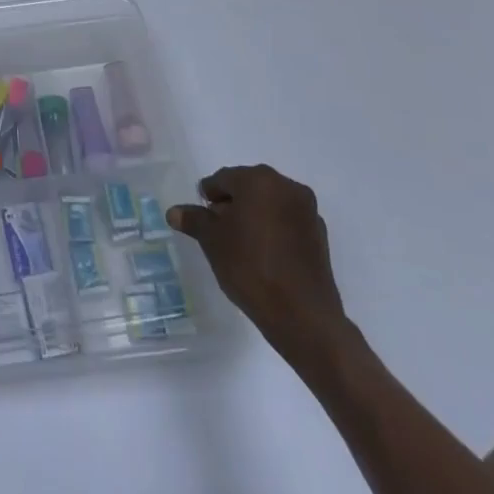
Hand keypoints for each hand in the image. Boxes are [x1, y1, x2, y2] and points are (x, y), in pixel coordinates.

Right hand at [167, 165, 354, 368]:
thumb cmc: (249, 266)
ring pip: (270, 203)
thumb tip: (174, 212)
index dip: (208, 196)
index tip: (201, 217)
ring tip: (240, 243)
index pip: (223, 178)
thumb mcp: (211, 241)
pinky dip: (272, 229)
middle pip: (249, 187)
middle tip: (217, 229)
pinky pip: (287, 221)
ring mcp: (308, 211)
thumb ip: (193, 220)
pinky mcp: (319, 235)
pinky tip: (263, 253)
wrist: (302, 314)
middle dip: (231, 203)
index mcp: (258, 180)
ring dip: (253, 215)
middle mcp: (287, 187)